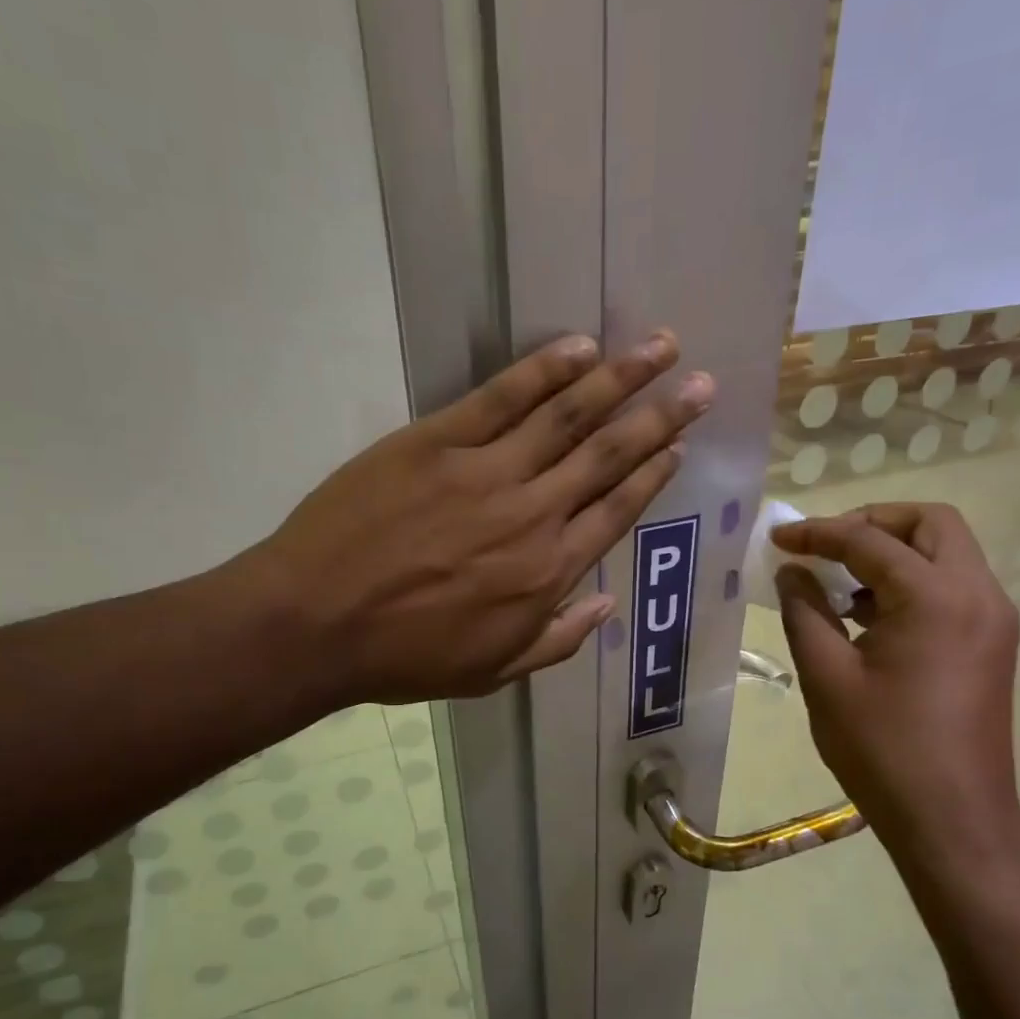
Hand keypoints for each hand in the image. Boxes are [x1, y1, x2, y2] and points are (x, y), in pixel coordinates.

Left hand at [246, 331, 712, 704]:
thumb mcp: (494, 672)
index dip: (653, 475)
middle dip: (660, 416)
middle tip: (701, 383)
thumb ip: (558, 639)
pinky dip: (544, 370)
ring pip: (567, 416)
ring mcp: (486, 472)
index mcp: (549, 572)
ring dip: (620, 378)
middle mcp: (533, 514)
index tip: (679, 445)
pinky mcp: (436, 441)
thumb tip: (607, 603)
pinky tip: (580, 348)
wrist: (317, 624)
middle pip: (608, 454)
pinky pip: (502, 398)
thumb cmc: (406, 657)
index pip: (618, 511)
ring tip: (662, 346)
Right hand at [772, 503, 1019, 863]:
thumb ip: (804, 612)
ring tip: (841, 584)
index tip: (778, 538)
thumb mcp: (827, 677)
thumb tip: (791, 573)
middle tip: (826, 546)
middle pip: (930, 523)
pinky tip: (869, 616)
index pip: (868, 540)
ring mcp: (993, 618)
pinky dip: (912, 581)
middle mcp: (977, 593)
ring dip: (894, 552)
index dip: (817, 533)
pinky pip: (953, 586)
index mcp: (934, 597)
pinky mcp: (992, 643)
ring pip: (947, 551)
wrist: (952, 818)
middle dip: (872, 523)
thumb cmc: (883, 749)